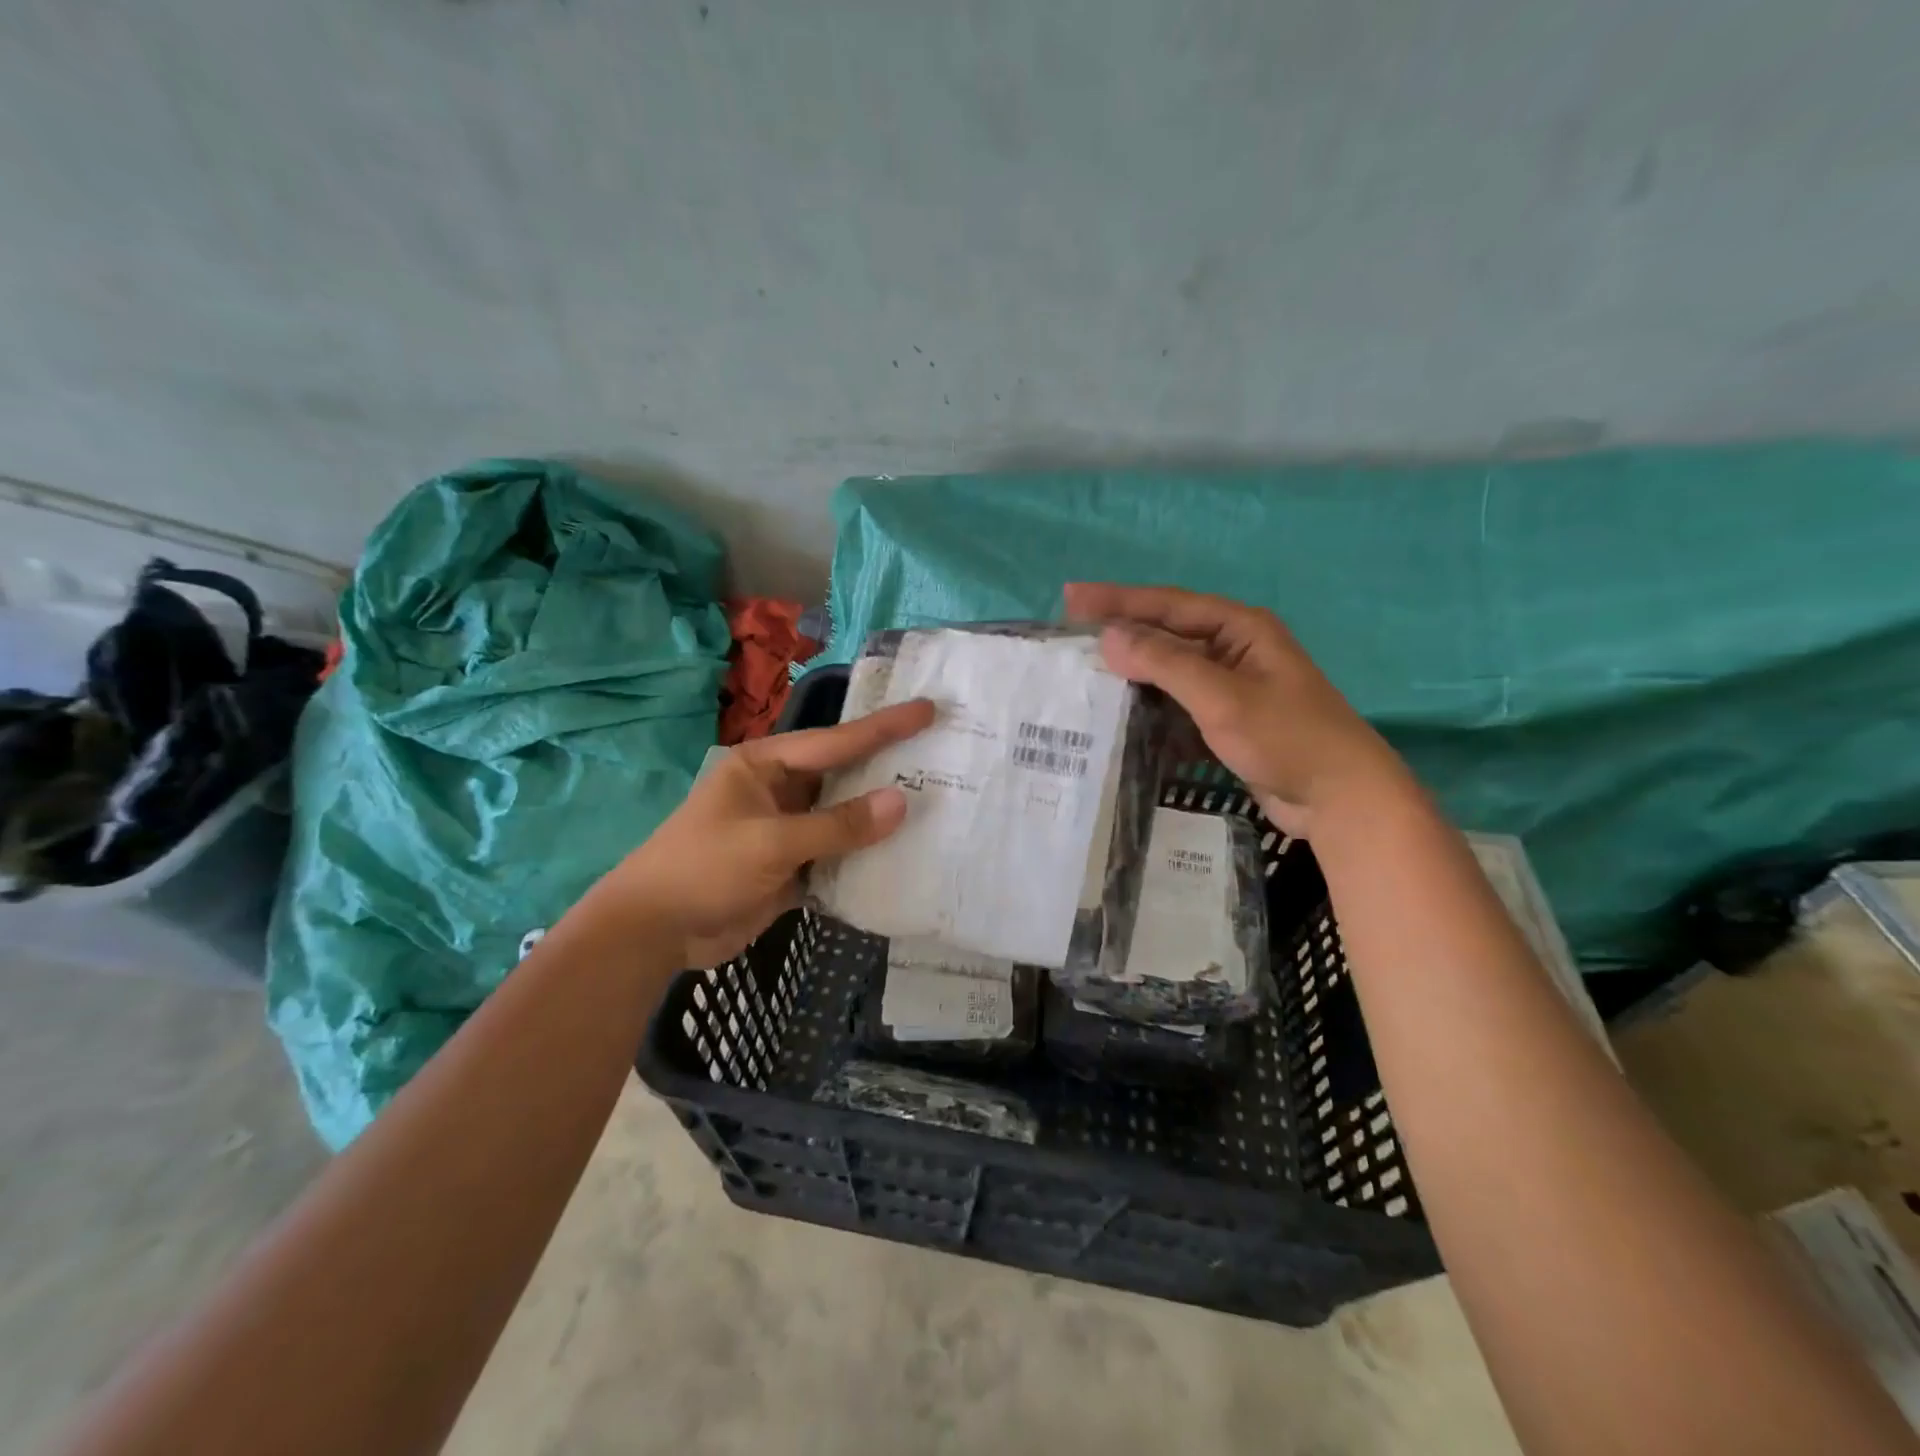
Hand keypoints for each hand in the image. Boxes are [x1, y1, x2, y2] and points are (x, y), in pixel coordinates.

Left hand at [576, 699, 935, 966]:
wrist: (652, 932)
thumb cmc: (703, 869)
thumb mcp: (771, 843)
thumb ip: (838, 825)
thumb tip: (901, 802)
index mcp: (766, 766)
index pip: (835, 742)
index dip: (885, 728)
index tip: (927, 710)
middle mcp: (779, 791)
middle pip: (843, 776)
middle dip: (888, 769)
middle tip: (941, 755)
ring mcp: (785, 830)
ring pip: (843, 819)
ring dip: (879, 819)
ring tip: (936, 806)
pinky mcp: (789, 868)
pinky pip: (836, 856)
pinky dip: (863, 859)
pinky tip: (902, 858)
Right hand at [1064, 583, 1409, 836]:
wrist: (1340, 798)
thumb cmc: (1286, 737)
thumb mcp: (1222, 696)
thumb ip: (1165, 663)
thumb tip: (1108, 637)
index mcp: (1239, 628)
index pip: (1167, 604)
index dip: (1117, 600)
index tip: (1070, 599)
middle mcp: (1233, 650)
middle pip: (1166, 635)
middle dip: (1120, 635)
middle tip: (1070, 637)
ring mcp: (1230, 687)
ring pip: (1169, 672)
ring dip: (1132, 675)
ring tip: (1085, 677)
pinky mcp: (1226, 721)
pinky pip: (1178, 705)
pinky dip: (1150, 709)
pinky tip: (1120, 718)